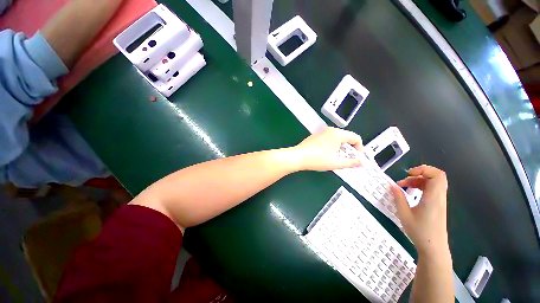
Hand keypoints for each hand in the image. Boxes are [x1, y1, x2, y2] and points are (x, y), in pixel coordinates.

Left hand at [290, 127, 362, 170]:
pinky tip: (327, 154)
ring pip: (337, 138)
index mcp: (338, 134)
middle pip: (346, 137)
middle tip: (348, 159)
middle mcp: (330, 130)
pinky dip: (332, 145)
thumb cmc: (317, 159)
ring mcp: (322, 132)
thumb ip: (351, 163)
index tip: (358, 157)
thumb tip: (361, 163)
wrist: (298, 157)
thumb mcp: (336, 163)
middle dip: (349, 149)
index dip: (360, 148)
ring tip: (337, 158)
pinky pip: (328, 139)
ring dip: (340, 148)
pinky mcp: (316, 136)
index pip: (355, 138)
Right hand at [390, 165, 449, 256]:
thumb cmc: (419, 231)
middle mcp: (439, 197)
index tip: (409, 174)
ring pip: (434, 183)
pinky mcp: (438, 206)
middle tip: (406, 179)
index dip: (424, 169)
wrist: (433, 248)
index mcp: (433, 198)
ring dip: (419, 181)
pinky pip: (432, 190)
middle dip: (420, 173)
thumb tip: (392, 185)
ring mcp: (440, 202)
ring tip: (405, 186)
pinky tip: (411, 193)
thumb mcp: (404, 214)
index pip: (437, 175)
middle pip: (437, 176)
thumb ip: (398, 197)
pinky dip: (422, 187)